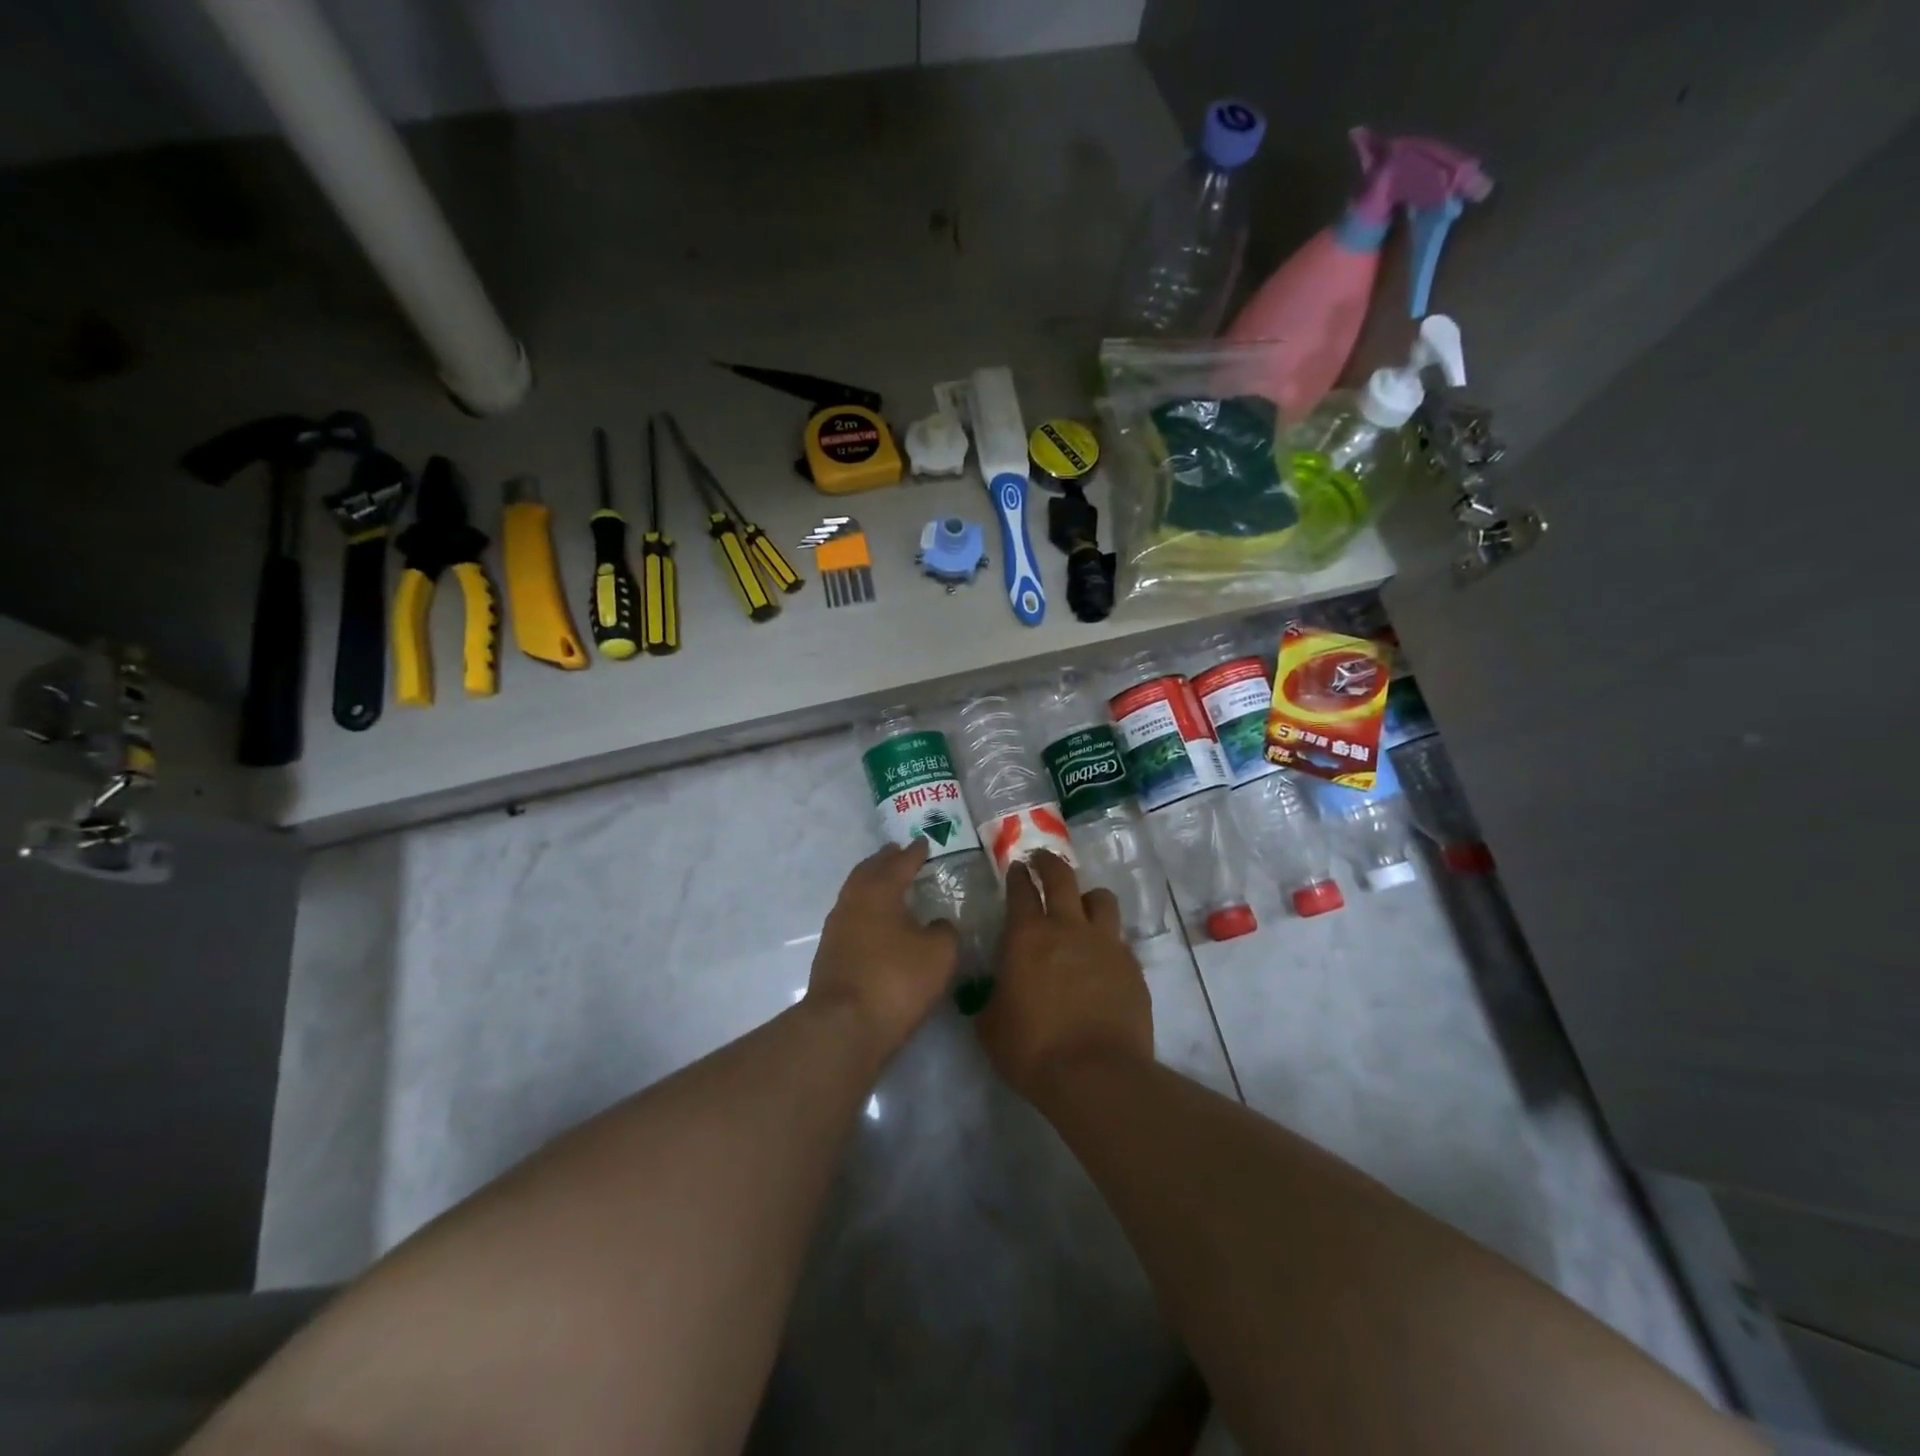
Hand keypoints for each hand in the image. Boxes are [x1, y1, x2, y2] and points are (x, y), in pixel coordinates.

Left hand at [806, 840, 958, 1059]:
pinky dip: (866, 911)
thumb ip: (944, 931)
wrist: (844, 1026)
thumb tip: (937, 924)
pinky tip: (876, 923)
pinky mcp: (830, 955)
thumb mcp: (939, 954)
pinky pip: (851, 918)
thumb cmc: (896, 980)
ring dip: (872, 884)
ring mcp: (836, 929)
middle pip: (869, 872)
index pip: (900, 863)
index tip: (922, 842)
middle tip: (897, 853)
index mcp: (879, 891)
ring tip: (888, 885)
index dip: (914, 853)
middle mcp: (853, 902)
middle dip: (885, 861)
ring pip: (855, 894)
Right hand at [977, 851, 1153, 1103]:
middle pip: (1062, 878)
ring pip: (1100, 899)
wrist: (1095, 1075)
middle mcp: (1068, 928)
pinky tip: (1101, 958)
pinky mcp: (1132, 966)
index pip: (1021, 890)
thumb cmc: (1032, 1049)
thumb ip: (990, 998)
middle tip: (1041, 860)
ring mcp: (1105, 944)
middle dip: (1049, 863)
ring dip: (1087, 897)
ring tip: (1081, 906)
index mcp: (1027, 936)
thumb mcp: (991, 1026)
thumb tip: (994, 992)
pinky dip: (1107, 940)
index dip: (1017, 875)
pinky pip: (1118, 939)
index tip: (1015, 868)